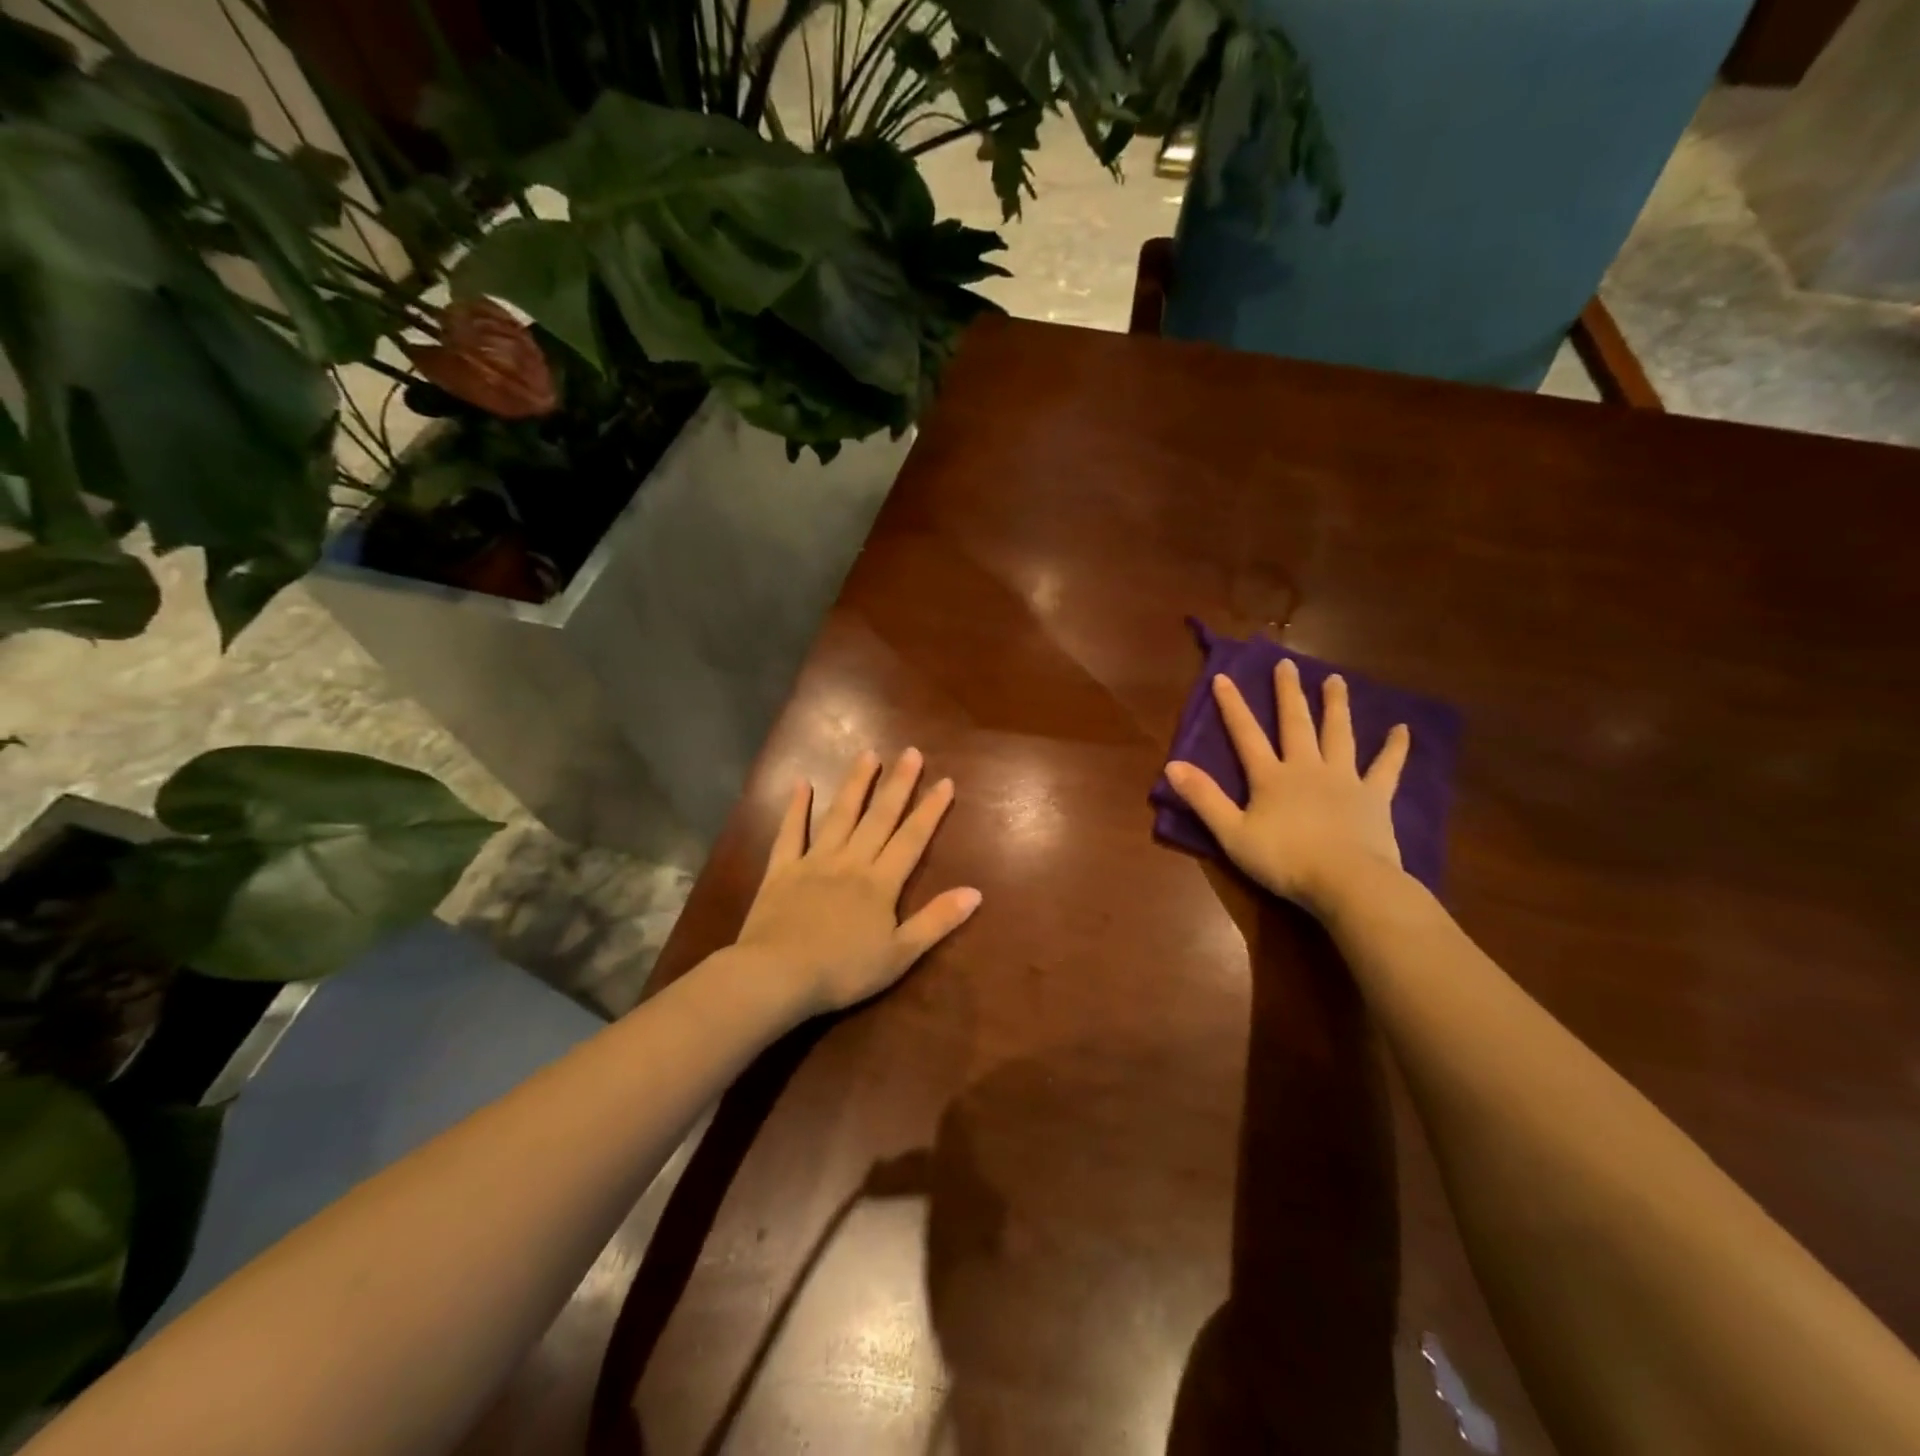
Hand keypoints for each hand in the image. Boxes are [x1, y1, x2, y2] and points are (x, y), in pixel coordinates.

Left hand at [734, 748, 982, 1016]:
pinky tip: (802, 783)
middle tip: (911, 752)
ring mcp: (814, 862)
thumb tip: (976, 892)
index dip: (930, 810)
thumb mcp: (900, 954)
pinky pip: (790, 833)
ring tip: (867, 754)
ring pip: (839, 815)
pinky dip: (796, 808)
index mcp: (880, 883)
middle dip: (898, 785)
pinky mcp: (781, 870)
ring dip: (855, 784)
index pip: (912, 839)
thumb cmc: (843, 970)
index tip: (945, 781)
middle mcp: (851, 862)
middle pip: (879, 817)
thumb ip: (936, 920)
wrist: (778, 975)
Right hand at [1165, 660, 1410, 914]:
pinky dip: (1395, 748)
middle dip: (1288, 693)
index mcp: (1271, 777)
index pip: (1246, 735)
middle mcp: (1306, 768)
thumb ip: (1204, 798)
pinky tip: (1403, 729)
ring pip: (1339, 734)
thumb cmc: (1284, 860)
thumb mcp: (1232, 833)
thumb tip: (1172, 764)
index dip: (1232, 706)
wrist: (1347, 882)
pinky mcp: (1374, 797)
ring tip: (1335, 680)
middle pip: (1296, 723)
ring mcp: (1344, 779)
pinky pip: (1387, 767)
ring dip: (1336, 706)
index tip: (1223, 677)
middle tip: (1287, 664)